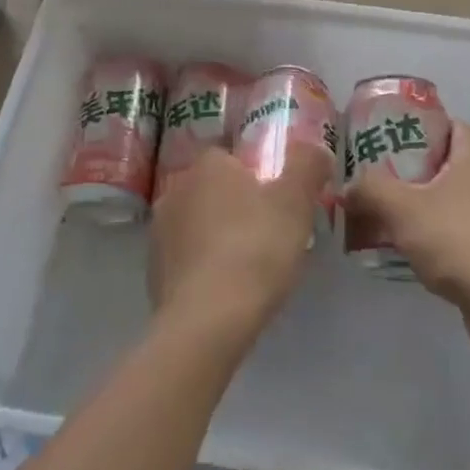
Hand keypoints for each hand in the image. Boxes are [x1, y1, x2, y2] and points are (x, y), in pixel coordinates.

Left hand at [149, 144, 321, 341]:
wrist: (206, 321)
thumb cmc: (255, 248)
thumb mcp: (296, 202)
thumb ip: (308, 166)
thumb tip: (316, 148)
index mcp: (208, 165)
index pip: (231, 155)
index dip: (257, 174)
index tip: (278, 199)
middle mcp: (176, 189)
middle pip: (214, 189)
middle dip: (237, 205)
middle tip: (270, 232)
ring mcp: (159, 230)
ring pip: (198, 223)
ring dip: (218, 235)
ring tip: (250, 265)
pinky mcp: (153, 270)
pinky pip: (187, 257)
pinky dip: (204, 266)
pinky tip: (227, 289)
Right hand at [348, 121, 469, 352]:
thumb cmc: (458, 239)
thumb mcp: (403, 207)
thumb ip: (370, 190)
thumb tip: (347, 187)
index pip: (453, 126)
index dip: (424, 124)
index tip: (392, 133)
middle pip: (445, 166)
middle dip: (410, 170)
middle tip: (375, 174)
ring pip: (446, 204)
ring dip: (416, 207)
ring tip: (380, 213)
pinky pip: (451, 236)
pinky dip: (428, 239)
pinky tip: (402, 250)